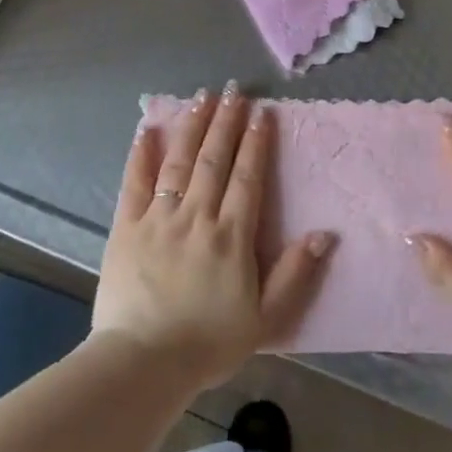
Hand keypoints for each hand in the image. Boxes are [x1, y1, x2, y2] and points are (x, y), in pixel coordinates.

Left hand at [92, 84, 333, 391]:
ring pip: (179, 161)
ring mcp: (159, 218)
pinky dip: (141, 154)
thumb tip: (324, 234)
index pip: (247, 177)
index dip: (256, 143)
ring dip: (192, 126)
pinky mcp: (126, 227)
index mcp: (231, 236)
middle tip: (233, 90)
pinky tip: (149, 129)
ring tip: (202, 97)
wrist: (143, 361)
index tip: (261, 113)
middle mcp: (197, 216)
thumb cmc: (208, 342)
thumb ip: (295, 274)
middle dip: (226, 122)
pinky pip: (135, 182)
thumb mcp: (266, 319)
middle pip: (214, 159)